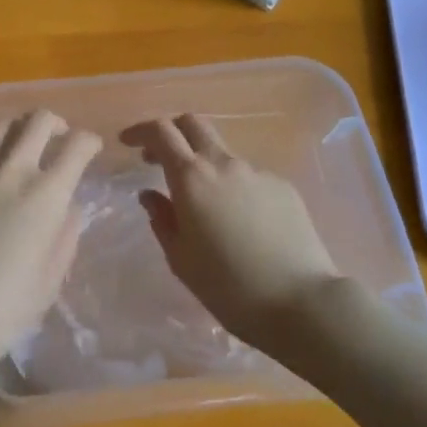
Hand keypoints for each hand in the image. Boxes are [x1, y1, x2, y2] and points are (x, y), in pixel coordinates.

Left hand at [0, 110, 101, 383]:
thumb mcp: (47, 285)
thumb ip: (64, 237)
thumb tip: (67, 206)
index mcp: (45, 197)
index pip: (77, 146)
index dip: (89, 143)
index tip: (90, 151)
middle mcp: (10, 170)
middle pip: (40, 120)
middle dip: (57, 125)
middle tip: (58, 140)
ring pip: (1, 122)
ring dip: (18, 128)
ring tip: (20, 144)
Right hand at [124, 114, 346, 353]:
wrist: (299, 302)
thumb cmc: (228, 287)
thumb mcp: (180, 258)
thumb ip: (162, 219)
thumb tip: (150, 195)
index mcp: (192, 178)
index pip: (161, 132)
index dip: (140, 130)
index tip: (126, 142)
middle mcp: (224, 164)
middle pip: (193, 124)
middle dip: (172, 132)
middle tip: (158, 158)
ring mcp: (258, 172)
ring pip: (222, 153)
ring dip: (203, 165)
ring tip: (201, 204)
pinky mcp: (283, 187)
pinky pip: (248, 177)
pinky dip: (232, 187)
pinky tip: (239, 223)